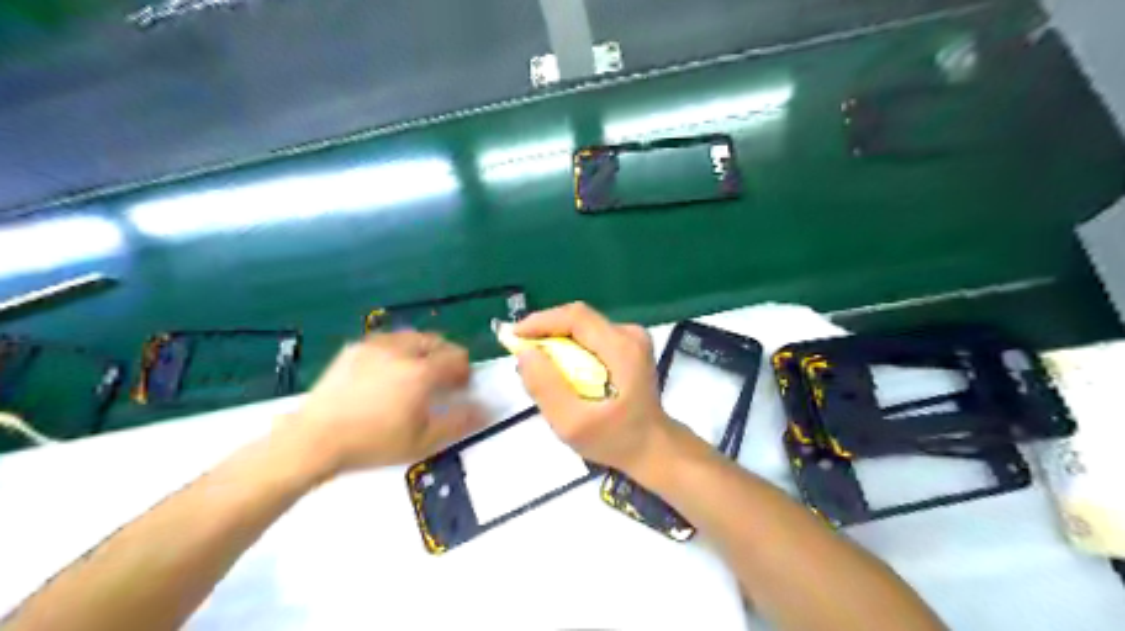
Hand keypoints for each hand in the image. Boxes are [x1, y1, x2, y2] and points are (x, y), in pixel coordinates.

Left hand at [284, 333, 479, 475]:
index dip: (464, 371)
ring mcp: (376, 346)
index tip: (460, 388)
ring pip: (413, 336)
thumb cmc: (374, 443)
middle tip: (441, 381)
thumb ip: (460, 421)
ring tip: (415, 374)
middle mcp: (402, 350)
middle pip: (438, 341)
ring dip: (423, 350)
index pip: (457, 357)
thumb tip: (487, 409)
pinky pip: (388, 340)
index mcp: (422, 371)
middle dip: (446, 358)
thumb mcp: (423, 440)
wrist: (314, 439)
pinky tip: (388, 372)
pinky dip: (398, 350)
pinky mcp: (355, 348)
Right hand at [512, 301, 670, 472]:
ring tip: (538, 364)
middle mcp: (630, 334)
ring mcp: (632, 337)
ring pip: (582, 327)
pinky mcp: (628, 345)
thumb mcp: (573, 424)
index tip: (513, 337)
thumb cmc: (614, 439)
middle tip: (521, 353)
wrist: (652, 447)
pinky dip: (569, 348)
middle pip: (578, 319)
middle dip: (545, 332)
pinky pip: (589, 336)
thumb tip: (524, 352)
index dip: (541, 322)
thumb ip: (547, 387)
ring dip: (556, 340)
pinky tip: (560, 369)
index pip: (575, 317)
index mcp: (622, 349)